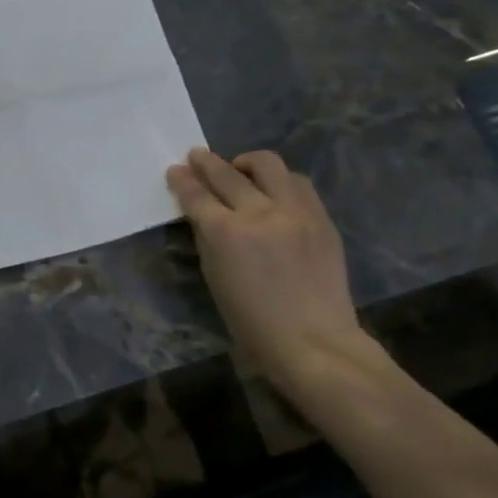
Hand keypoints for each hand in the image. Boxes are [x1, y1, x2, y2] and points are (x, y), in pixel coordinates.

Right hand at [165, 148, 387, 392]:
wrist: (314, 341)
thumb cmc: (250, 319)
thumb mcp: (213, 275)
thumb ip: (207, 237)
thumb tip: (203, 213)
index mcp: (226, 233)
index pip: (196, 194)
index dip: (182, 180)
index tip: (175, 170)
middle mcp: (260, 213)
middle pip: (228, 174)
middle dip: (207, 163)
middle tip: (197, 157)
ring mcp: (296, 212)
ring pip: (269, 166)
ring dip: (248, 164)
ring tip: (240, 170)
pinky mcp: (322, 218)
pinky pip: (298, 184)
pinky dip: (279, 181)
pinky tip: (273, 191)